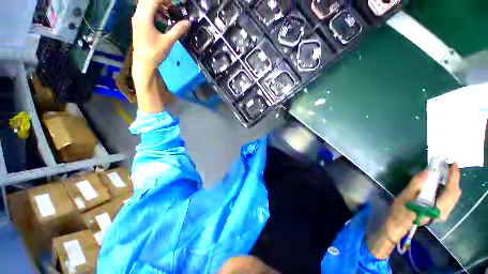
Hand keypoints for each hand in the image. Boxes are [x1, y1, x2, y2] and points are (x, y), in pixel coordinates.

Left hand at [131, 0, 189, 82]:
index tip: (176, 3)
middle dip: (161, 1)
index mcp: (144, 17)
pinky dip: (154, 10)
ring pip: (145, 4)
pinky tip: (162, 18)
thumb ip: (178, 30)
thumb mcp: (168, 41)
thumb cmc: (155, 53)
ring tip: (169, 11)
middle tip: (173, 6)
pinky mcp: (138, 23)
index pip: (153, 0)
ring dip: (157, 4)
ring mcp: (137, 19)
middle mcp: (138, 15)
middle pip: (148, 0)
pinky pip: (145, 11)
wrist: (144, 63)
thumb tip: (189, 22)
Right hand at [367, 163, 461, 258]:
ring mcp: (443, 213)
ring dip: (451, 183)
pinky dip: (448, 188)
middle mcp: (444, 212)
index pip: (451, 191)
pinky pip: (449, 198)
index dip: (453, 177)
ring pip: (454, 196)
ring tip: (445, 172)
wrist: (398, 222)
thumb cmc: (400, 210)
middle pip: (455, 193)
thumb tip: (427, 172)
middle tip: (448, 166)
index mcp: (437, 209)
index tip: (452, 164)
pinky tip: (441, 183)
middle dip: (454, 178)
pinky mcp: (440, 212)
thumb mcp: (405, 197)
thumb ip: (416, 185)